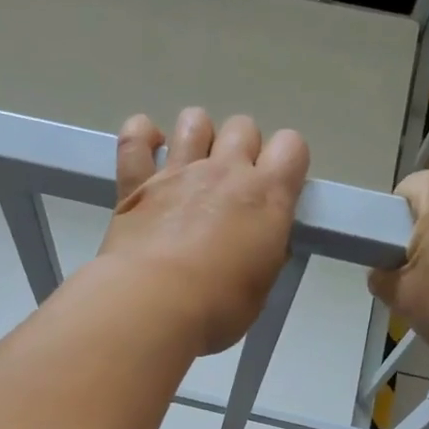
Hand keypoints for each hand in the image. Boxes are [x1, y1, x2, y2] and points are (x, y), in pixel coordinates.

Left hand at [98, 108, 308, 354]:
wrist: (153, 305)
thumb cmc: (216, 308)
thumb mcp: (259, 289)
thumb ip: (262, 256)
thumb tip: (260, 247)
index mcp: (266, 197)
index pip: (292, 146)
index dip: (286, 162)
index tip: (276, 189)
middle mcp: (225, 171)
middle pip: (243, 127)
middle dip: (241, 149)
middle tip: (230, 187)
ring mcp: (179, 171)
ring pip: (194, 120)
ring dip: (197, 136)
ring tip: (191, 165)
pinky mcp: (136, 182)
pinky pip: (135, 138)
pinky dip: (141, 137)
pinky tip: (148, 152)